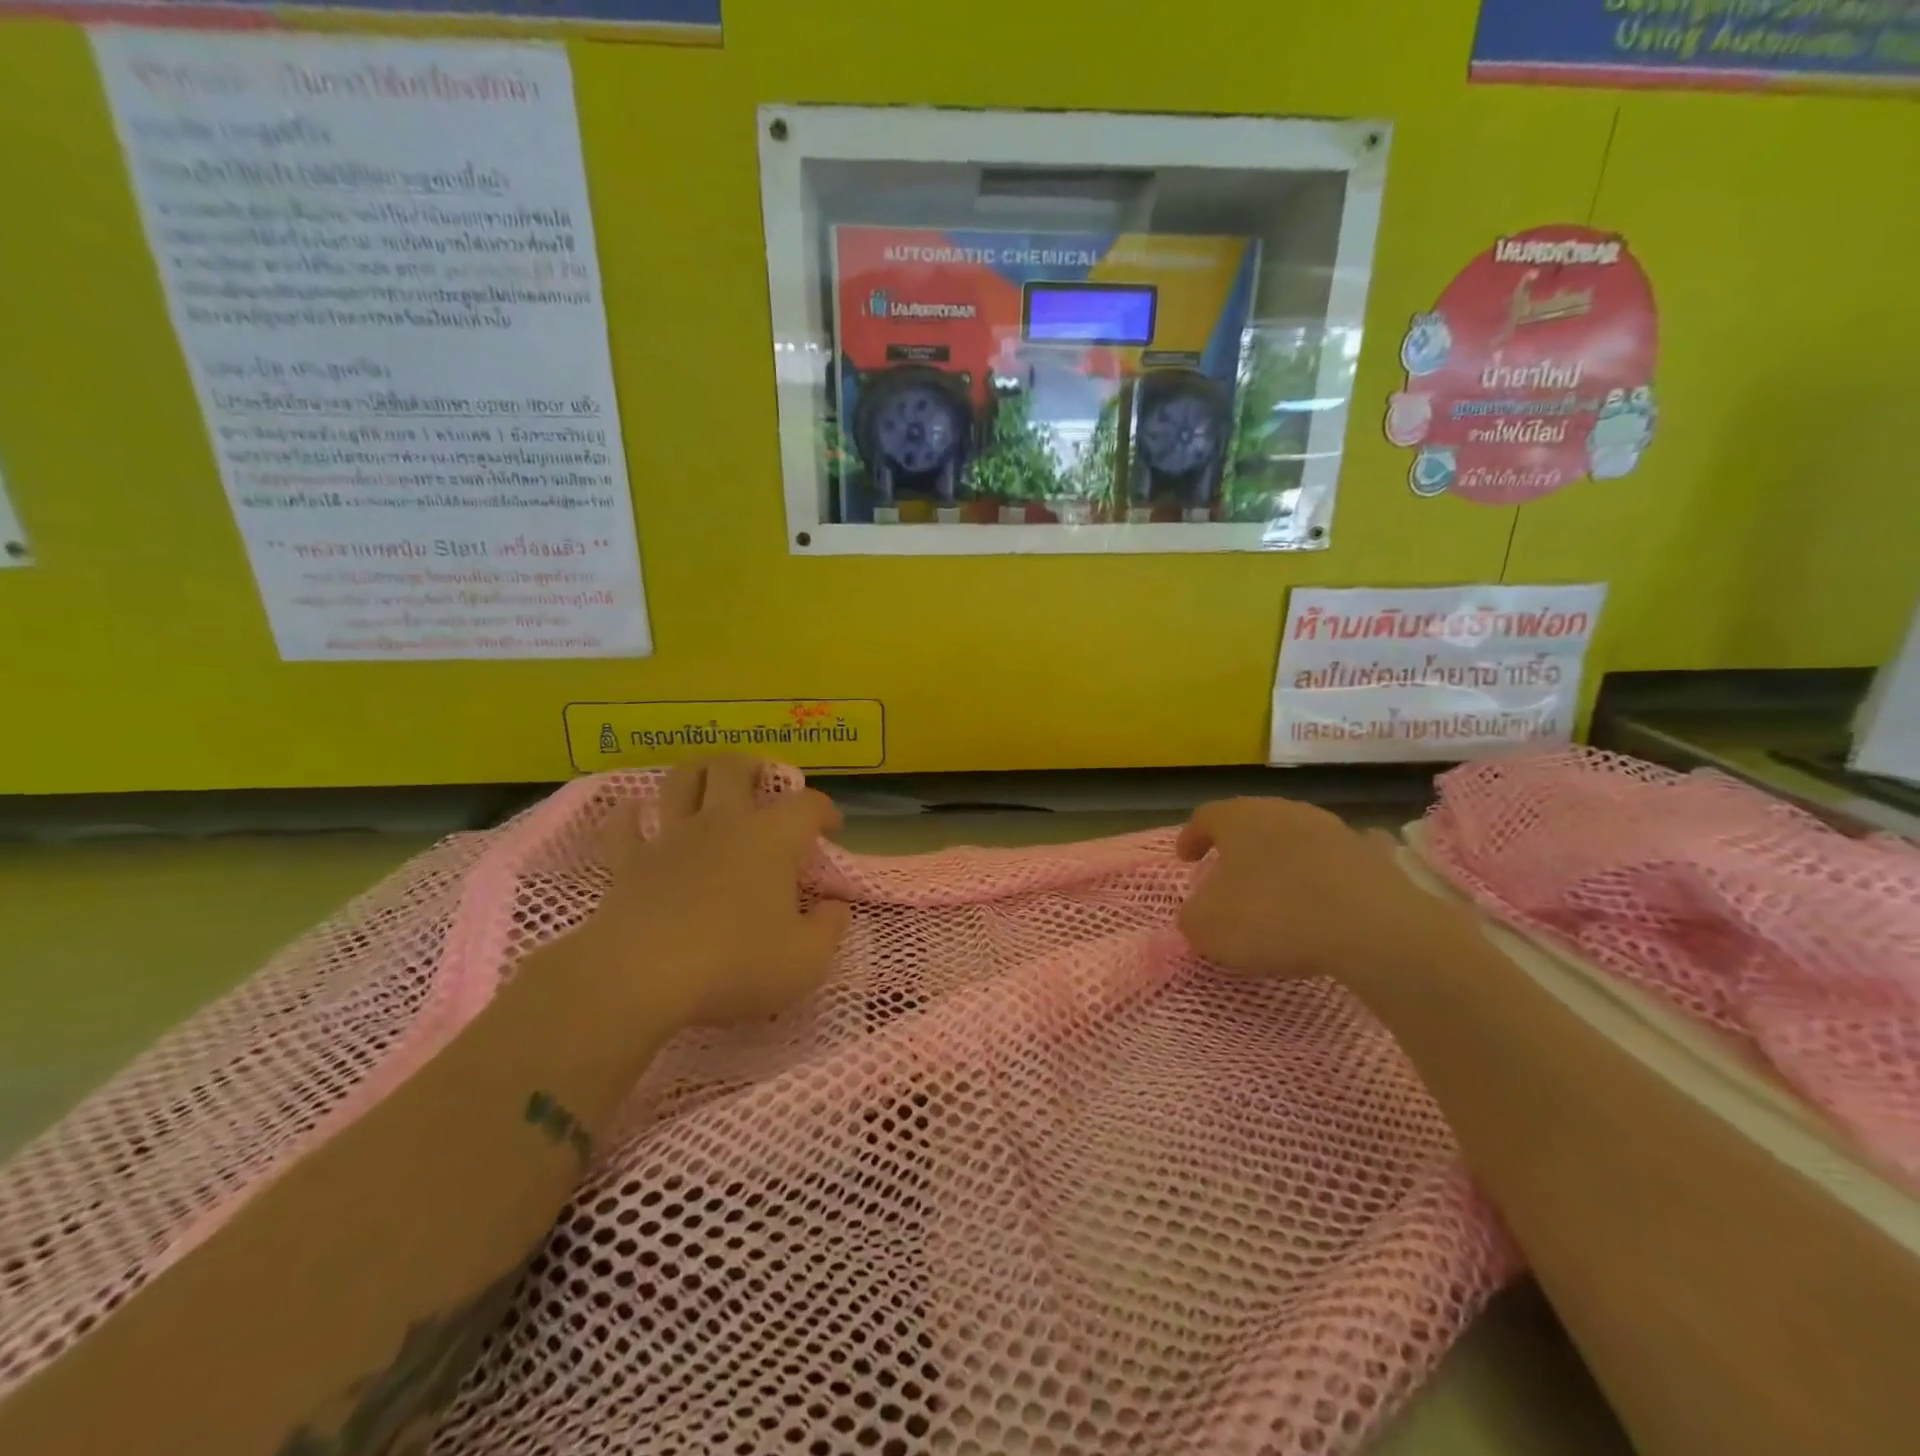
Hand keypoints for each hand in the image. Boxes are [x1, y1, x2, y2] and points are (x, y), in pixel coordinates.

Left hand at [581, 755, 851, 1025]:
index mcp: (771, 838)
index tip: (831, 828)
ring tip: (707, 783)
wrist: (641, 979)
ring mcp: (671, 838)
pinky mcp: (628, 862)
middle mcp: (722, 823)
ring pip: (681, 780)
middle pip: (734, 769)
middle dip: (753, 767)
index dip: (824, 810)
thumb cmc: (735, 966)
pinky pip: (625, 825)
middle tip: (762, 783)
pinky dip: (631, 815)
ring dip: (697, 774)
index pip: (807, 805)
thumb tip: (835, 908)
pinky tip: (636, 815)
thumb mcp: (806, 960)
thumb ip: (829, 929)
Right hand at [1175, 797, 1469, 983]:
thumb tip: (1198, 913)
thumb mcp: (1207, 927)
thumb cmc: (1271, 917)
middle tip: (1228, 872)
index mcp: (1238, 819)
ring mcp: (1331, 828)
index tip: (1185, 859)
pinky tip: (1330, 888)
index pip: (1205, 817)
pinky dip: (1329, 868)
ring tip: (1278, 887)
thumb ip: (1192, 916)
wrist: (1369, 927)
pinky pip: (1340, 857)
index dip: (1191, 837)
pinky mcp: (1370, 854)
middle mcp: (1282, 811)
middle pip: (1252, 821)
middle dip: (1238, 845)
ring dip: (1282, 857)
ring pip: (1296, 836)